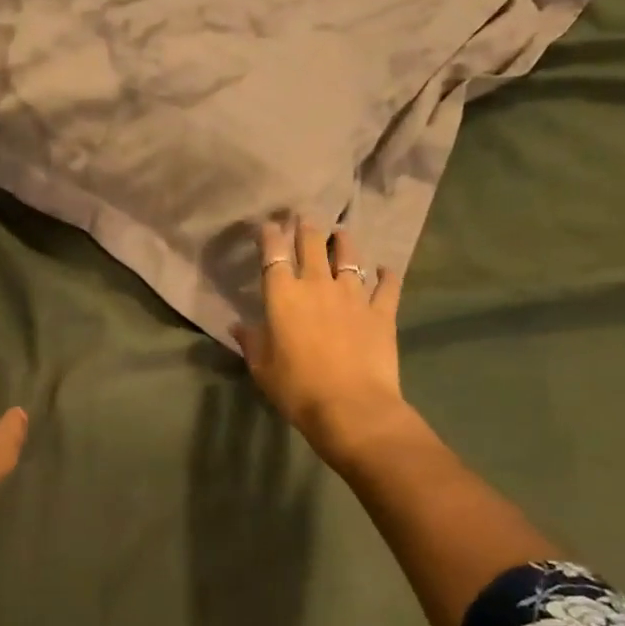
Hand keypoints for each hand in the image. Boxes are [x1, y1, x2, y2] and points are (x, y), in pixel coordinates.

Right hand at [236, 219, 409, 463]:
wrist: (351, 407)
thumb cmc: (296, 388)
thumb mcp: (261, 368)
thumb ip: (251, 341)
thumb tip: (237, 325)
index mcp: (283, 295)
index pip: (274, 253)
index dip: (270, 235)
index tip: (268, 225)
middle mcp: (317, 285)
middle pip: (312, 243)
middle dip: (306, 227)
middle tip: (303, 217)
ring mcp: (353, 295)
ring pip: (349, 255)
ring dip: (343, 241)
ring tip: (341, 233)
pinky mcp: (382, 311)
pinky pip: (387, 285)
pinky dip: (386, 275)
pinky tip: (385, 270)